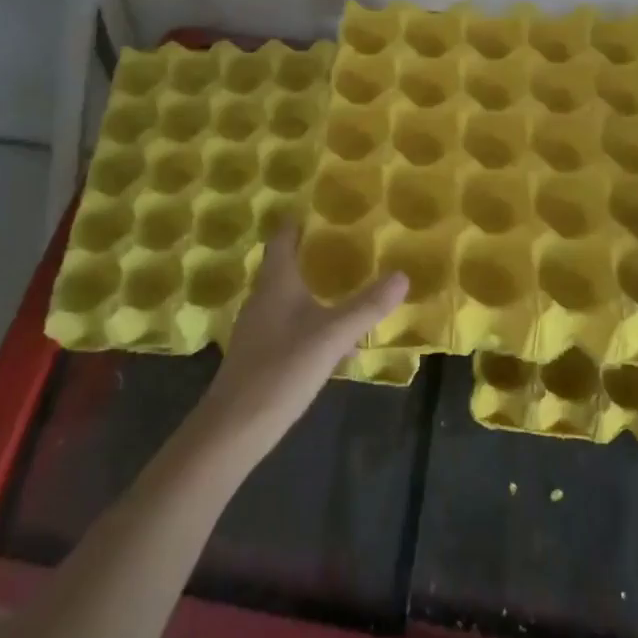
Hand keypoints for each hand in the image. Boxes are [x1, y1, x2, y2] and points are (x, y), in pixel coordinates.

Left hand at [196, 224, 408, 458]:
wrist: (234, 427)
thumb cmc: (282, 368)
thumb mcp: (333, 336)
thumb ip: (368, 306)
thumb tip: (403, 275)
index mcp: (276, 282)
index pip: (282, 239)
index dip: (296, 222)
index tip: (316, 209)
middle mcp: (262, 297)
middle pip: (281, 265)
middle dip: (305, 251)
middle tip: (337, 241)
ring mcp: (256, 327)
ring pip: (282, 294)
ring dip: (305, 284)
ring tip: (335, 281)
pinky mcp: (257, 353)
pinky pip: (283, 320)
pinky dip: (303, 314)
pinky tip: (322, 330)